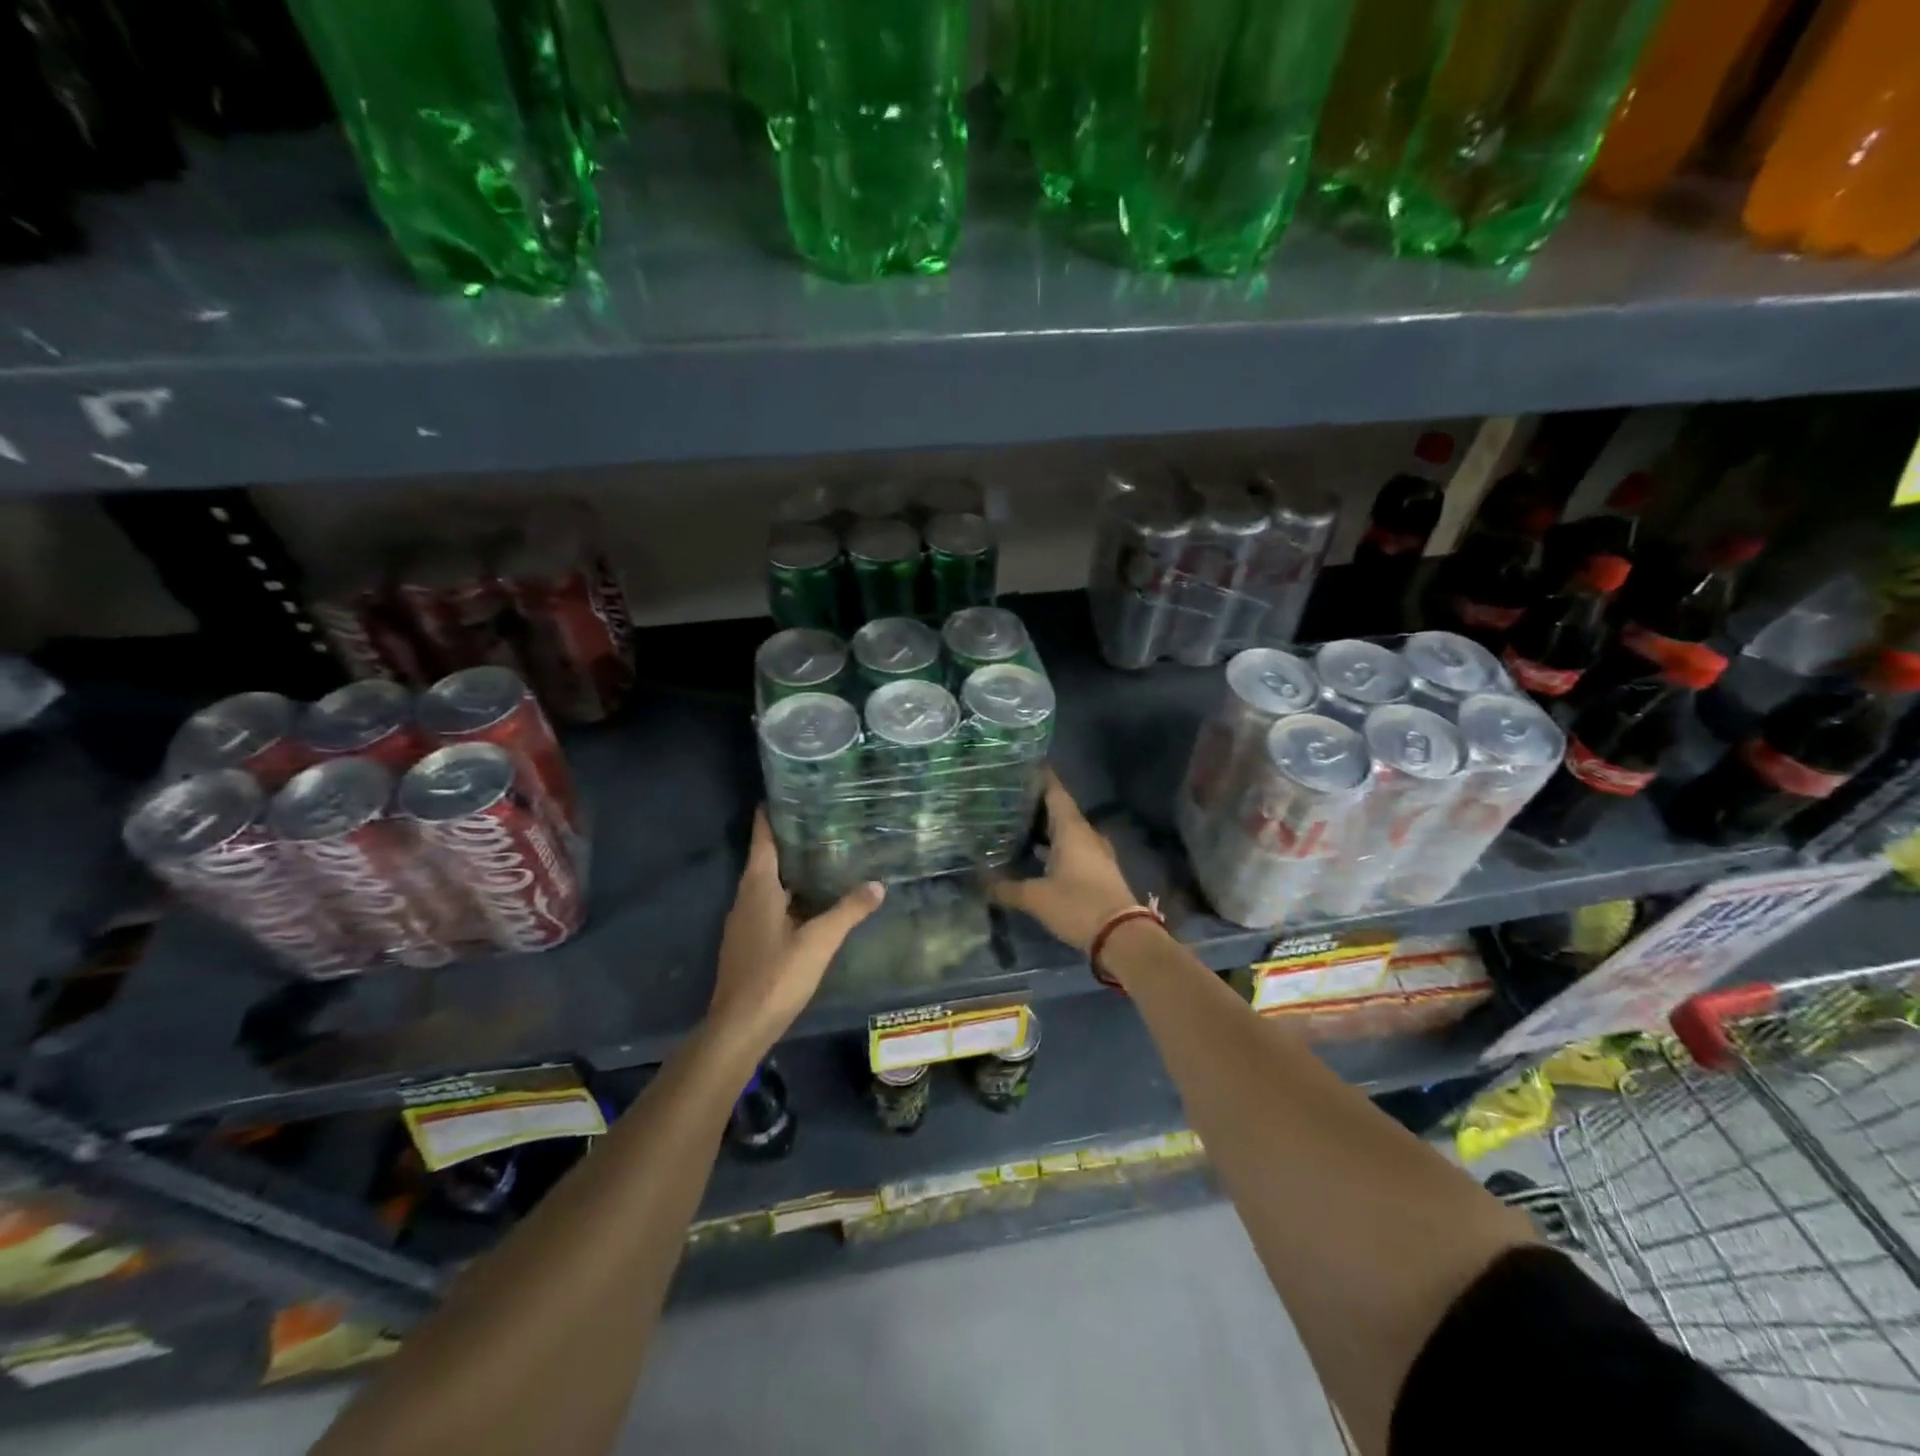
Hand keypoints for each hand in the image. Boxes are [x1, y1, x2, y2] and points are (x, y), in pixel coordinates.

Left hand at [708, 810, 884, 1054]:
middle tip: (818, 824)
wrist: (739, 1027)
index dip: (769, 817)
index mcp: (758, 888)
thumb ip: (848, 911)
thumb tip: (878, 885)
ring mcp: (743, 923)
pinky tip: (809, 904)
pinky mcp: (747, 944)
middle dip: (788, 843)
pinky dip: (787, 897)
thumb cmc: (776, 976)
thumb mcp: (818, 942)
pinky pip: (767, 907)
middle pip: (765, 861)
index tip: (782, 795)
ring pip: (767, 886)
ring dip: (789, 872)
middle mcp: (745, 899)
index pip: (763, 841)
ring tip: (821, 859)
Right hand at [990, 772, 1139, 953]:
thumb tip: (979, 880)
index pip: (1056, 792)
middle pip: (1060, 810)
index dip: (1041, 777)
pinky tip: (1036, 855)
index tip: (1022, 766)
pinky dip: (1054, 846)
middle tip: (1008, 798)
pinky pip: (1073, 848)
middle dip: (1036, 804)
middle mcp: (1086, 835)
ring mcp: (1095, 853)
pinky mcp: (1098, 870)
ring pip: (1067, 831)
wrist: (1122, 936)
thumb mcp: (1036, 898)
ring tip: (1017, 824)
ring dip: (1046, 828)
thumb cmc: (1078, 905)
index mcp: (1072, 830)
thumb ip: (1006, 888)